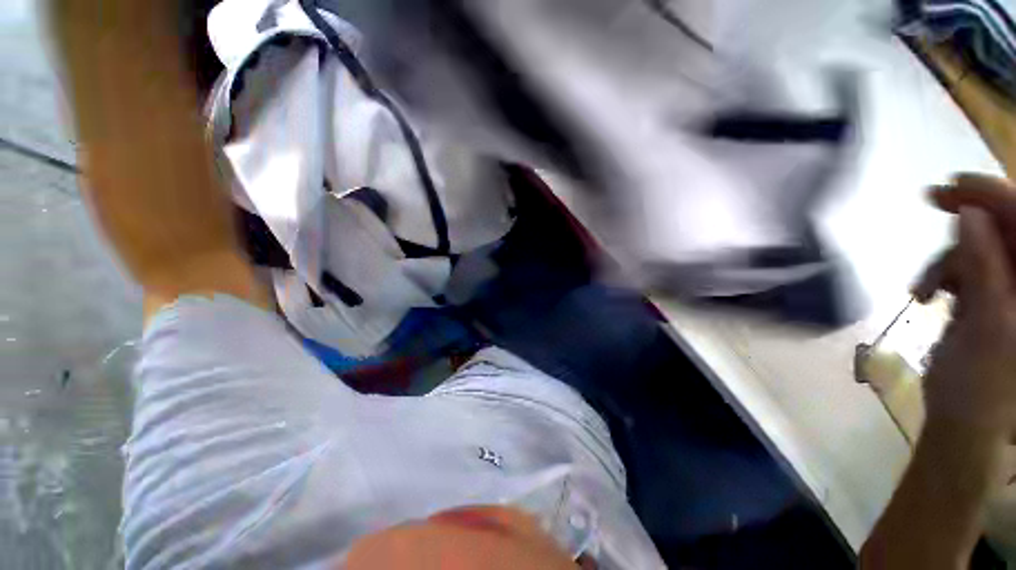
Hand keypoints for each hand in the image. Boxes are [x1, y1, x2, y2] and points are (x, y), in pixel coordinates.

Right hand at [913, 175, 1015, 446]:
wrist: (963, 417)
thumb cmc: (983, 385)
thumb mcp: (988, 324)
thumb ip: (985, 267)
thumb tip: (968, 213)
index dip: (995, 195)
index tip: (952, 184)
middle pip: (1005, 226)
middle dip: (969, 217)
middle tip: (931, 202)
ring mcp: (1011, 285)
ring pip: (978, 245)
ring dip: (948, 259)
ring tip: (927, 289)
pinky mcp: (988, 294)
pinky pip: (965, 264)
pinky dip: (943, 273)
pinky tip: (929, 293)